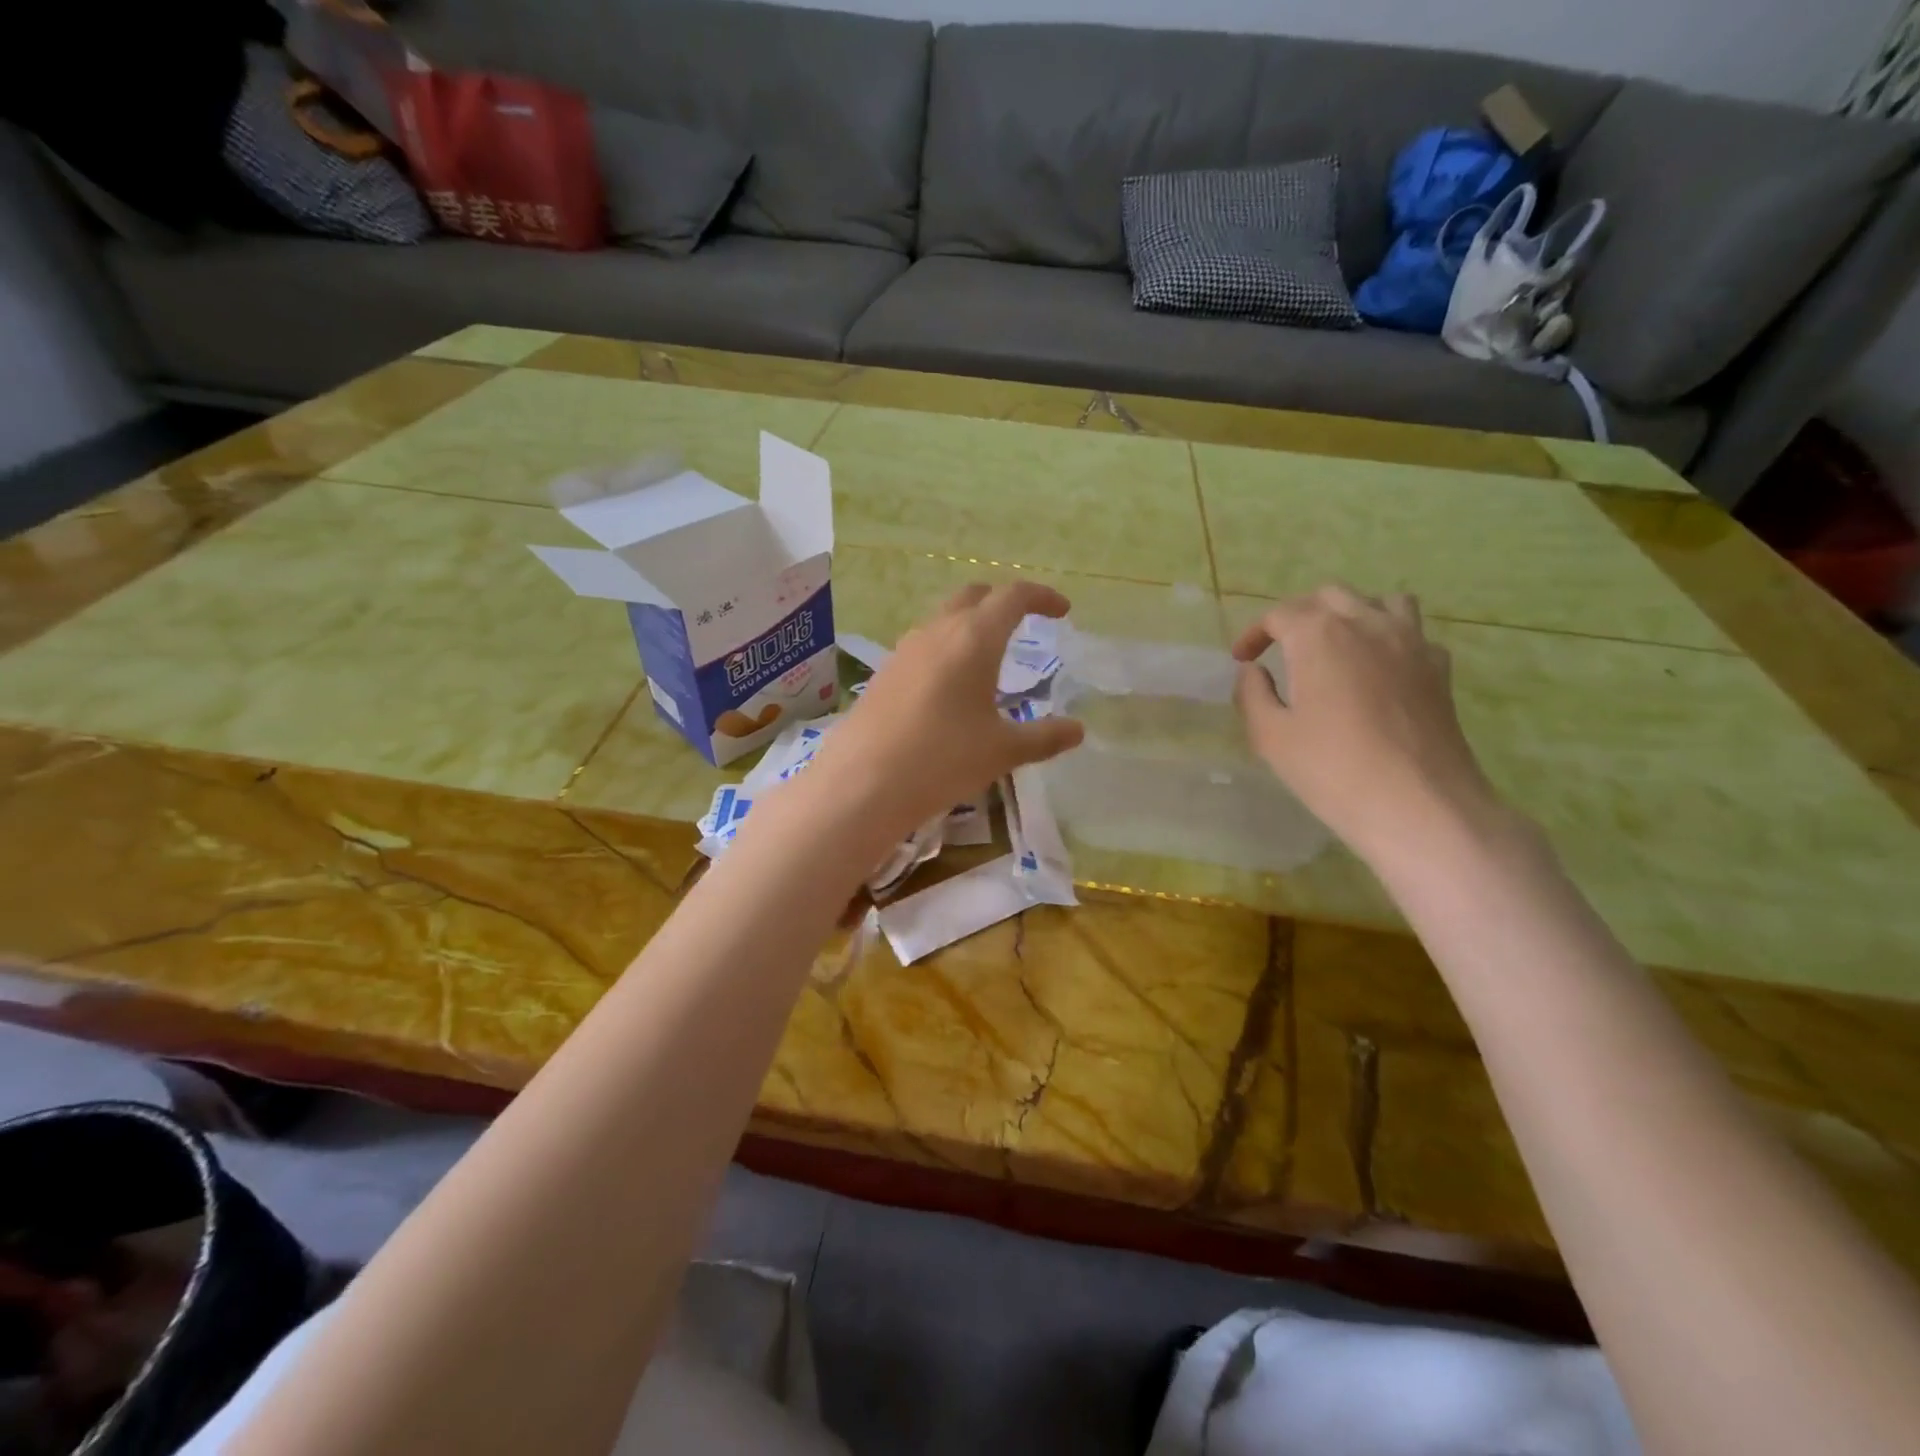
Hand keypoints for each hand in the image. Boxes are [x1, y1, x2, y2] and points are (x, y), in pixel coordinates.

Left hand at [807, 581, 1085, 841]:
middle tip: (1024, 622)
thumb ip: (1044, 736)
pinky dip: (946, 648)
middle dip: (1002, 601)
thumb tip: (1078, 730)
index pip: (1013, 596)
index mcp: (974, 638)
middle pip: (974, 595)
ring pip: (944, 618)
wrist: (863, 782)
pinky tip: (950, 686)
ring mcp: (905, 650)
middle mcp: (937, 631)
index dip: (1041, 597)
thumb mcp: (1002, 751)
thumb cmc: (943, 759)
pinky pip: (923, 645)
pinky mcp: (884, 672)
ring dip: (970, 624)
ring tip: (988, 657)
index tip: (1061, 610)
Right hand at [1232, 585, 1505, 867]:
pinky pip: (1412, 633)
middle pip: (1329, 597)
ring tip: (1335, 645)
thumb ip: (1252, 694)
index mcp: (1319, 635)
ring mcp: (1410, 642)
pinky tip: (1378, 670)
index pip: (1279, 614)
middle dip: (1299, 615)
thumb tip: (1254, 671)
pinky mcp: (1439, 668)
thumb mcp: (1270, 736)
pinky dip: (1389, 639)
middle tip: (1281, 647)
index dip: (1254, 633)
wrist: (1418, 804)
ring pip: (1380, 601)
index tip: (1241, 660)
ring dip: (1351, 614)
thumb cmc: (1331, 769)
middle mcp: (1367, 623)